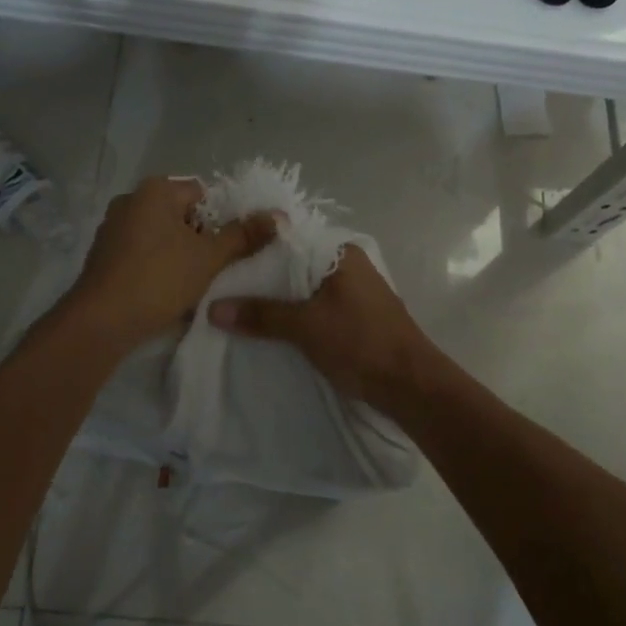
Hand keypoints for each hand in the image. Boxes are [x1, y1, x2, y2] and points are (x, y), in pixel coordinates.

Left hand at [63, 177, 276, 353]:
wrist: (101, 321)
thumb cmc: (159, 279)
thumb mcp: (209, 258)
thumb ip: (244, 236)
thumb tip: (278, 216)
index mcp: (155, 190)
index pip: (202, 194)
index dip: (221, 220)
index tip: (226, 250)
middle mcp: (130, 200)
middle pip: (180, 214)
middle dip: (199, 238)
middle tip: (211, 268)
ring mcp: (111, 227)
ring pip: (160, 235)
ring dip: (178, 254)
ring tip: (189, 283)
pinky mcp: (102, 254)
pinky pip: (140, 252)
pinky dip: (155, 265)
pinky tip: (163, 291)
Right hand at [208, 244, 446, 411]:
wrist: (411, 385)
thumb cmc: (360, 343)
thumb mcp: (305, 327)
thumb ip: (261, 316)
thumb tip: (213, 309)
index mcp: (340, 253)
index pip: (288, 239)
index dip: (255, 248)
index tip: (223, 260)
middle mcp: (349, 265)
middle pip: (295, 265)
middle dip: (263, 279)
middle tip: (224, 288)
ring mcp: (355, 292)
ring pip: (305, 290)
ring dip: (279, 301)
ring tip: (241, 309)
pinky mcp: (357, 317)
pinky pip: (317, 308)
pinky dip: (297, 316)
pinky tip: (274, 328)